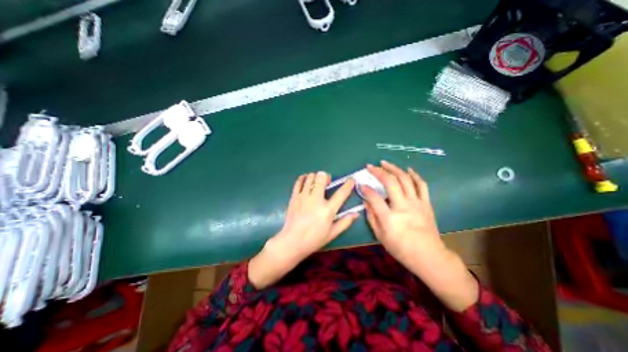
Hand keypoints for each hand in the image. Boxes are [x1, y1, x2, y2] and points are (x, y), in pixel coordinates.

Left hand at [249, 171, 356, 290]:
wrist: (292, 241)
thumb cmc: (314, 239)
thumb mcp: (333, 233)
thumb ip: (345, 222)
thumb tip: (356, 213)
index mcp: (328, 210)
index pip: (341, 193)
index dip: (348, 184)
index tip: (351, 180)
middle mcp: (316, 200)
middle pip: (322, 177)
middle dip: (326, 176)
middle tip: (327, 183)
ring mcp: (303, 197)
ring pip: (310, 177)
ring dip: (315, 178)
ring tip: (316, 184)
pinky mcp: (294, 196)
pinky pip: (299, 181)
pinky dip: (304, 179)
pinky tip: (306, 183)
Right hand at [361, 161, 442, 262]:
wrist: (429, 256)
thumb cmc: (401, 249)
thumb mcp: (380, 236)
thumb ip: (371, 217)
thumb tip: (365, 202)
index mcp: (390, 218)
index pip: (374, 198)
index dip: (366, 189)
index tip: (361, 184)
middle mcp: (403, 207)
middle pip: (390, 182)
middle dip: (378, 171)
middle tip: (370, 166)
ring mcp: (416, 203)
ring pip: (405, 179)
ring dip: (394, 168)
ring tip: (385, 163)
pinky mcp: (426, 203)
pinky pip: (421, 185)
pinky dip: (414, 175)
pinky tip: (407, 169)